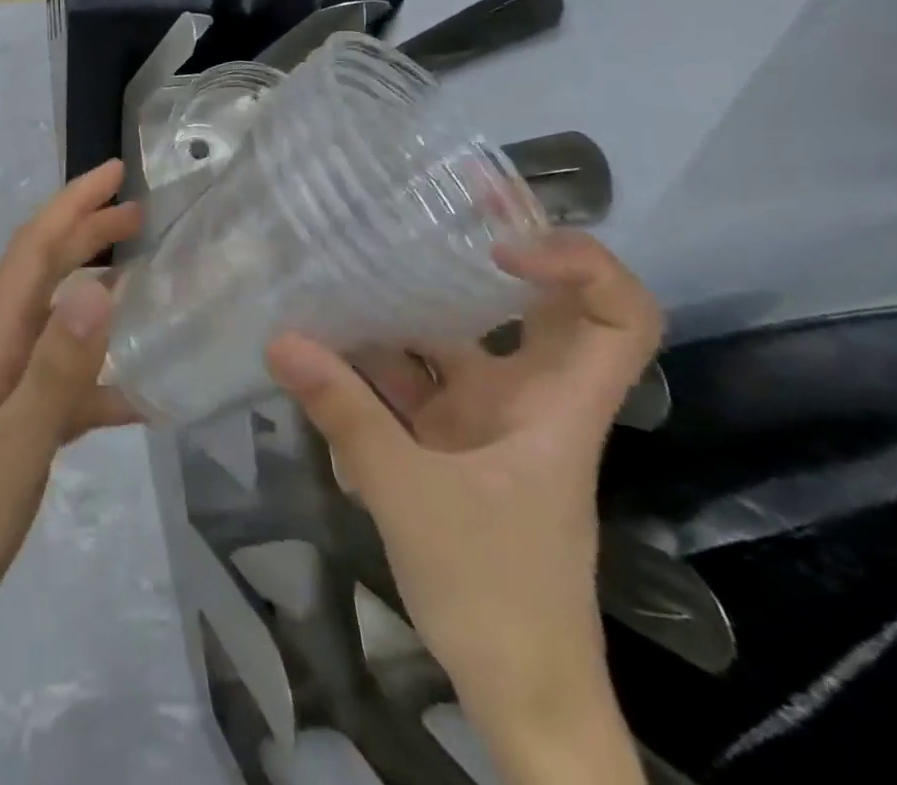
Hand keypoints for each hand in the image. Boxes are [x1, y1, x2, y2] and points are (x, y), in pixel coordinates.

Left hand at [0, 160, 141, 664]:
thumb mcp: (15, 446)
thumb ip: (57, 370)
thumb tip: (97, 287)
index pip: (33, 251)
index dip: (71, 205)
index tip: (114, 174)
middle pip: (43, 272)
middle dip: (86, 232)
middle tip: (140, 214)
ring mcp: (7, 392)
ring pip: (58, 321)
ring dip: (97, 290)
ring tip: (148, 281)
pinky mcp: (17, 430)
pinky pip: (68, 383)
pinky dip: (104, 374)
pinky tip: (144, 394)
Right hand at [265, 231, 661, 784]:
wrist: (518, 696)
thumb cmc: (495, 593)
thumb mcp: (408, 496)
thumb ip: (344, 414)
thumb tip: (279, 340)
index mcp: (556, 407)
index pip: (618, 316)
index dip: (576, 261)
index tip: (498, 241)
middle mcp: (528, 399)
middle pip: (533, 308)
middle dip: (488, 250)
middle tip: (431, 200)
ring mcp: (488, 421)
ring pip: (455, 342)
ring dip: (405, 308)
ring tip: (349, 258)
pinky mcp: (451, 444)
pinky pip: (414, 383)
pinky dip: (373, 363)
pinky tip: (323, 343)